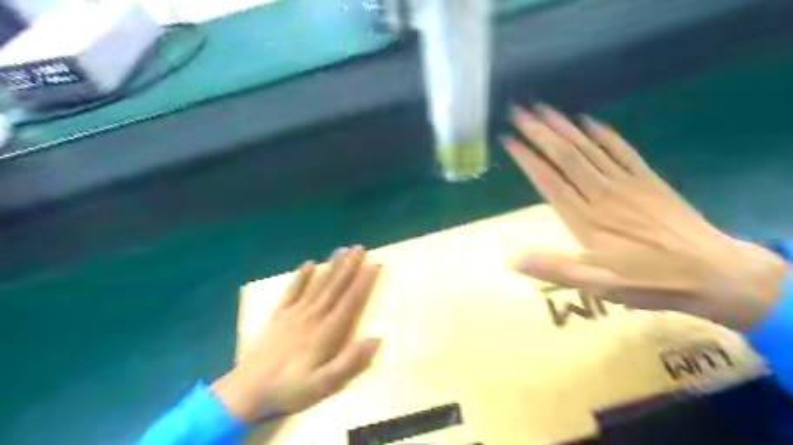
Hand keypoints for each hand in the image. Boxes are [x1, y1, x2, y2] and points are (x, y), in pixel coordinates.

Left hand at [212, 247, 381, 422]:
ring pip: (317, 284)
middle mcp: (313, 316)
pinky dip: (301, 276)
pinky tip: (309, 264)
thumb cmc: (289, 388)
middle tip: (360, 248)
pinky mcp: (278, 314)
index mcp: (326, 331)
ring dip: (331, 266)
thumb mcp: (323, 384)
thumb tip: (376, 339)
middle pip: (335, 287)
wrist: (246, 390)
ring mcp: (294, 312)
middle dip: (349, 266)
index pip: (350, 301)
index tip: (374, 264)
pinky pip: (291, 290)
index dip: (363, 282)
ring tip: (342, 250)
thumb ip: (349, 362)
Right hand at [501, 105, 785, 329]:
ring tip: (544, 109)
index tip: (509, 140)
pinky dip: (604, 134)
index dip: (527, 159)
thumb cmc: (652, 280)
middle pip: (566, 156)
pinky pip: (622, 150)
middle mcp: (602, 193)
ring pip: (589, 148)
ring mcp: (627, 183)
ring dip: (564, 127)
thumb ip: (558, 269)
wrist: (716, 272)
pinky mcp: (648, 180)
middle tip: (519, 112)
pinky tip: (590, 121)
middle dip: (540, 132)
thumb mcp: (600, 285)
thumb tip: (515, 260)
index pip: (549, 180)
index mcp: (586, 218)